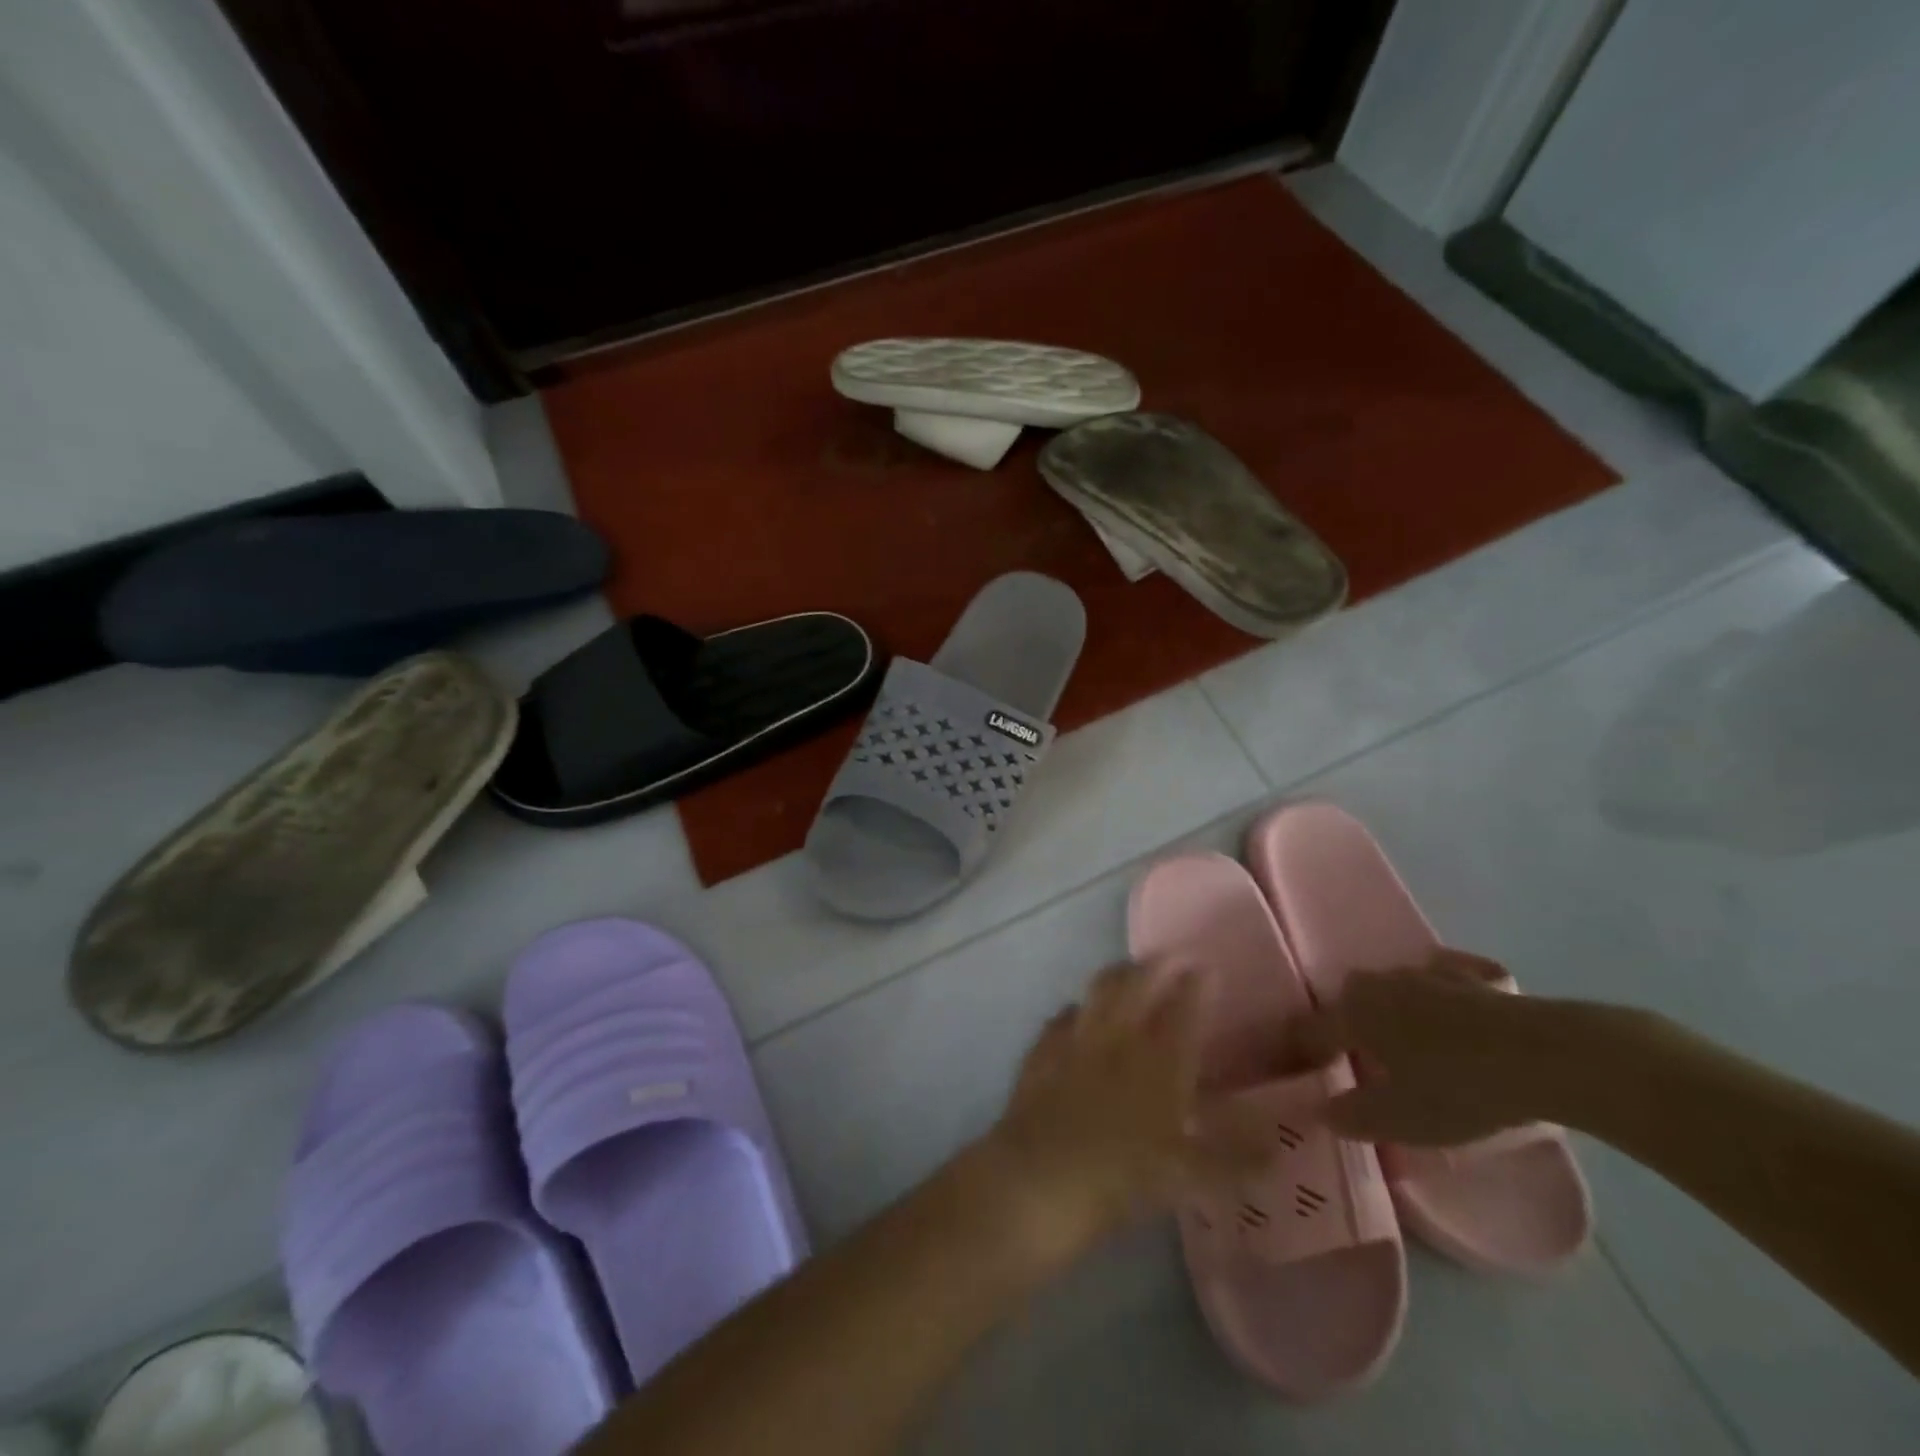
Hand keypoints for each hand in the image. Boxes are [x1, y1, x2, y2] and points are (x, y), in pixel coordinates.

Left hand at [982, 962, 1263, 1262]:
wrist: (1039, 1180)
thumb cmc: (1121, 1178)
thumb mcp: (1190, 1178)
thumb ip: (1236, 1158)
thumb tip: (1277, 1145)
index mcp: (1159, 1061)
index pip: (1184, 1010)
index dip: (1198, 985)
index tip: (1208, 966)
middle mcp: (1117, 1038)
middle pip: (1137, 985)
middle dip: (1157, 965)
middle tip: (1171, 956)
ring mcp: (1074, 1039)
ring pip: (1097, 990)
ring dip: (1116, 975)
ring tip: (1127, 971)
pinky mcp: (1041, 1052)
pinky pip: (1061, 1017)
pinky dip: (1074, 1010)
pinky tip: (1076, 1014)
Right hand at [1288, 950, 1549, 1146]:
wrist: (1544, 1055)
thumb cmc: (1458, 1088)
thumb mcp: (1400, 1119)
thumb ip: (1352, 1115)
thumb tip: (1321, 1109)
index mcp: (1352, 1013)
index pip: (1310, 1030)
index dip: (1303, 1053)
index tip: (1305, 1074)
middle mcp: (1377, 983)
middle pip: (1348, 1003)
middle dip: (1347, 1027)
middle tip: (1360, 1061)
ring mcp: (1422, 973)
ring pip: (1389, 991)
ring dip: (1389, 1011)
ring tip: (1407, 1044)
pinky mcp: (1466, 974)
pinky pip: (1435, 983)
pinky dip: (1434, 997)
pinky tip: (1450, 1016)